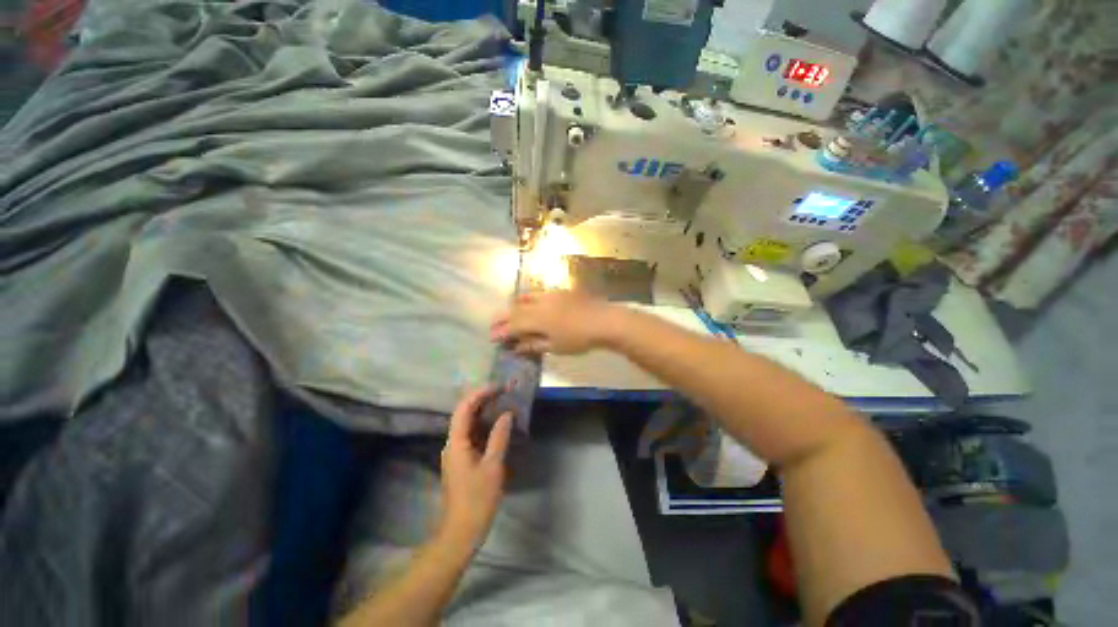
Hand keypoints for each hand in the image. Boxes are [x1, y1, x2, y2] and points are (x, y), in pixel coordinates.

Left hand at [438, 387, 513, 547]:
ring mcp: (457, 452)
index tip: (499, 386)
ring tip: (504, 401)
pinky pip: (473, 434)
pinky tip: (498, 424)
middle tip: (505, 391)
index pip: (464, 408)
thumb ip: (499, 438)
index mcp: (456, 443)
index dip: (480, 393)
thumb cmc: (477, 500)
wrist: (461, 533)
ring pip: (469, 423)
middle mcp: (453, 443)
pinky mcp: (463, 460)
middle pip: (465, 413)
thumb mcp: (492, 467)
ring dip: (485, 411)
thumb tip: (507, 414)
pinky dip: (485, 425)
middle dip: (484, 399)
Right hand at [489, 291, 617, 354]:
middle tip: (494, 324)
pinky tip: (530, 304)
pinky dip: (528, 299)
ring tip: (509, 313)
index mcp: (537, 318)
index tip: (492, 337)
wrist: (604, 320)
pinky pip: (538, 293)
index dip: (501, 331)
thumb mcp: (555, 346)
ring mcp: (550, 294)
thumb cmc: (579, 338)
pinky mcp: (560, 291)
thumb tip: (516, 346)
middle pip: (516, 309)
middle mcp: (540, 303)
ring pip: (526, 297)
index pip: (513, 324)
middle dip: (503, 317)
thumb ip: (534, 345)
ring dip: (514, 306)